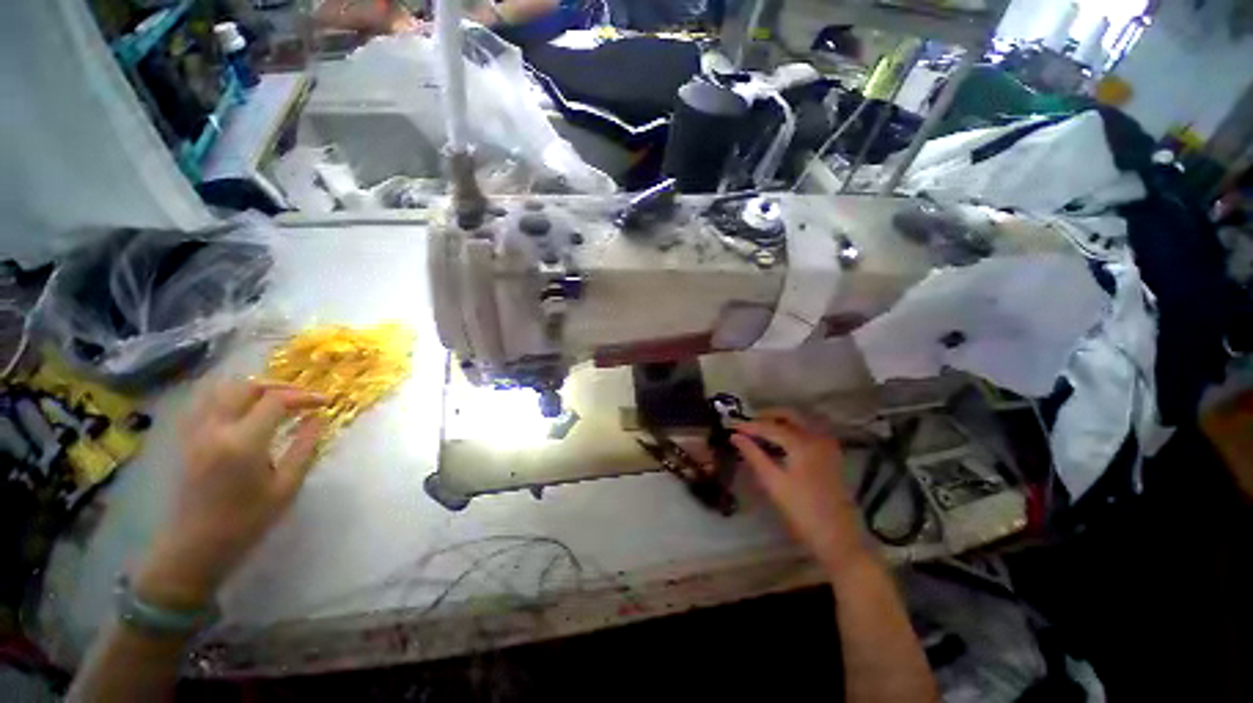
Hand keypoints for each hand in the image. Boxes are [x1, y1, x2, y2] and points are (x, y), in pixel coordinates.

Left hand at [136, 380, 327, 607]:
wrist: (194, 547)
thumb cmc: (246, 521)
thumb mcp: (285, 488)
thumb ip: (304, 448)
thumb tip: (318, 419)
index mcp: (243, 442)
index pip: (276, 401)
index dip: (304, 397)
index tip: (325, 403)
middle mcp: (215, 429)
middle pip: (246, 387)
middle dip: (279, 386)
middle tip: (302, 397)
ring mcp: (195, 432)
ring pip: (221, 389)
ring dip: (252, 387)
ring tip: (274, 398)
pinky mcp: (186, 438)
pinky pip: (205, 401)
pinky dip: (228, 395)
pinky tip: (243, 407)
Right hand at [731, 410, 868, 569]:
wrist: (839, 538)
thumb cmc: (802, 512)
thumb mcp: (773, 483)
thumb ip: (753, 455)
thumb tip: (735, 437)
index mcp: (803, 443)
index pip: (770, 426)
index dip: (749, 426)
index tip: (732, 427)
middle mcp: (818, 437)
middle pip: (789, 415)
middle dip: (767, 416)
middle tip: (747, 425)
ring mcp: (828, 445)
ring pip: (801, 421)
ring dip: (780, 421)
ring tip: (760, 432)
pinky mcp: (832, 455)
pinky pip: (809, 431)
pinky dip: (793, 430)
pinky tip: (780, 442)